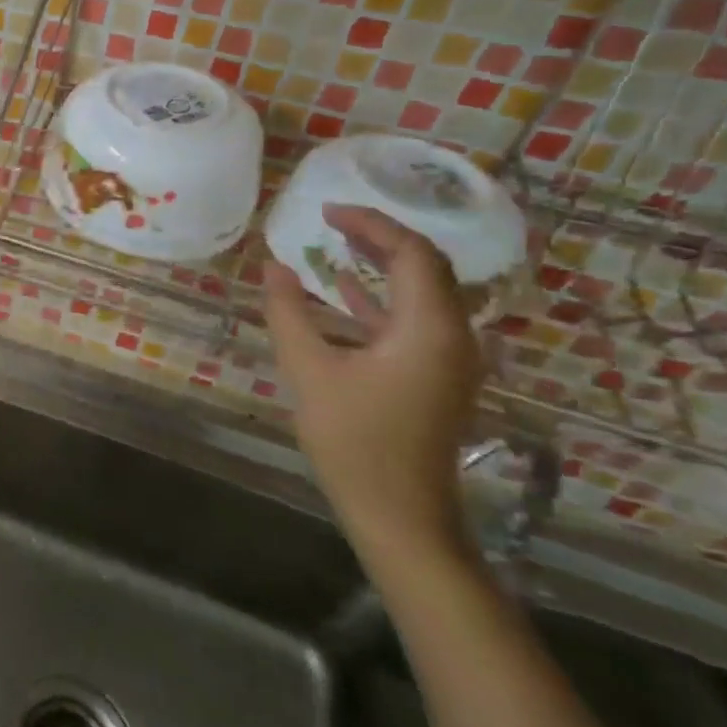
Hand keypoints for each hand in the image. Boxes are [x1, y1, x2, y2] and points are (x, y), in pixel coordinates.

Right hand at [264, 204, 483, 561]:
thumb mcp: (309, 371)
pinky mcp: (434, 378)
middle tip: (332, 222)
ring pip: (422, 293)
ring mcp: (448, 360)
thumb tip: (273, 267)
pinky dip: (379, 299)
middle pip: (426, 268)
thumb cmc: (354, 440)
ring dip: (381, 266)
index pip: (412, 253)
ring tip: (336, 246)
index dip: (372, 225)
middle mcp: (453, 336)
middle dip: (380, 239)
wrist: (399, 514)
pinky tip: (341, 292)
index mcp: (430, 329)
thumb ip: (288, 313)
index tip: (327, 212)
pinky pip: (413, 321)